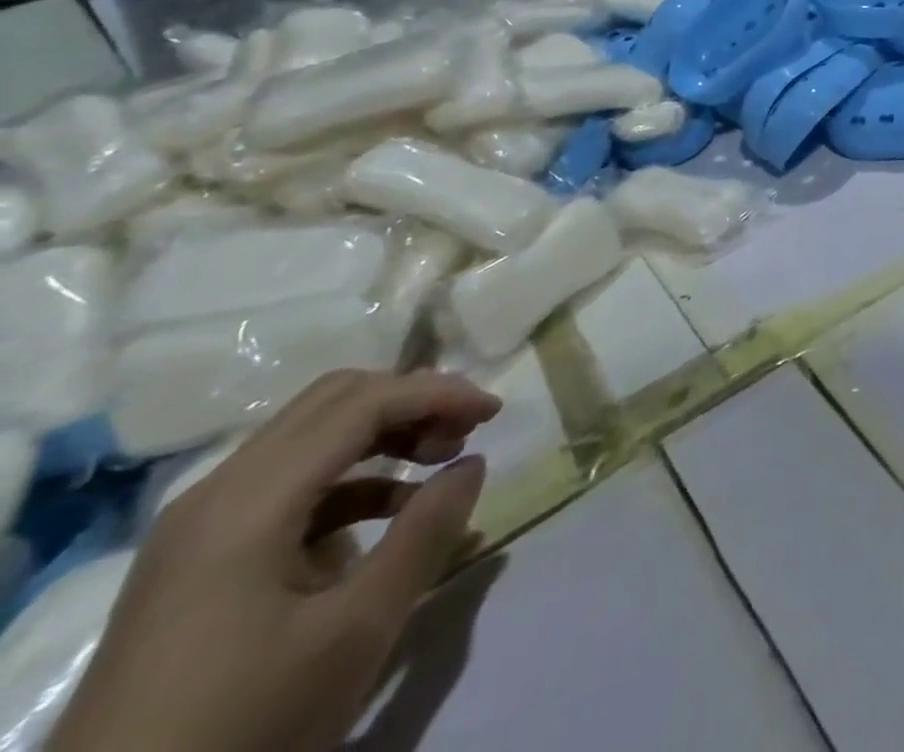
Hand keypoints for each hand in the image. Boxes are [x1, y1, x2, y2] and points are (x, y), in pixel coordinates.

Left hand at [50, 370, 500, 751]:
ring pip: (312, 435)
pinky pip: (290, 481)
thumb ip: (425, 534)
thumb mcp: (354, 632)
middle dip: (412, 401)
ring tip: (440, 460)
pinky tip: (391, 512)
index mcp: (248, 500)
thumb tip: (472, 464)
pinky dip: (354, 476)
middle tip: (466, 430)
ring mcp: (201, 526)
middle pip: (334, 401)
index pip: (363, 402)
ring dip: (386, 433)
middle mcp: (218, 492)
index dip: (438, 393)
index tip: (495, 414)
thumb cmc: (241, 723)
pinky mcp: (199, 559)